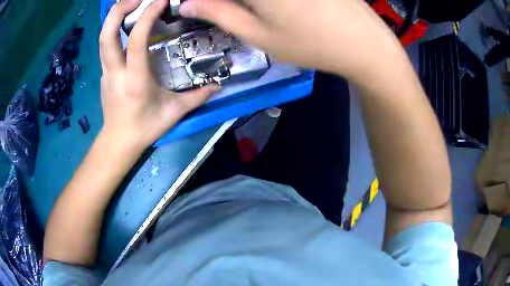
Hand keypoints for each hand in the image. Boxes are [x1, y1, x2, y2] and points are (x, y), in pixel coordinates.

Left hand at [100, 0, 218, 150]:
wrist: (118, 142)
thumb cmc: (144, 128)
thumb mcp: (173, 113)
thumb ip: (197, 97)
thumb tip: (219, 85)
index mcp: (135, 80)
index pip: (136, 41)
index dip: (147, 16)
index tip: (161, 1)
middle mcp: (116, 72)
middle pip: (106, 35)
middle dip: (118, 10)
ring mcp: (106, 72)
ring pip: (102, 39)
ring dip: (114, 16)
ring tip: (131, 3)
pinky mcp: (104, 73)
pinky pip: (105, 45)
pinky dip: (113, 28)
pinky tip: (125, 23)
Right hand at [179, 0, 402, 79]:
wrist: (364, 44)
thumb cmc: (311, 43)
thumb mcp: (258, 34)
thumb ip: (219, 14)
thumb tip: (187, 4)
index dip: (202, 0)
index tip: (196, 7)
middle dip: (225, 2)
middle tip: (219, 9)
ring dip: (244, 2)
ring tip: (252, 11)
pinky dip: (264, 1)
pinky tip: (274, 9)